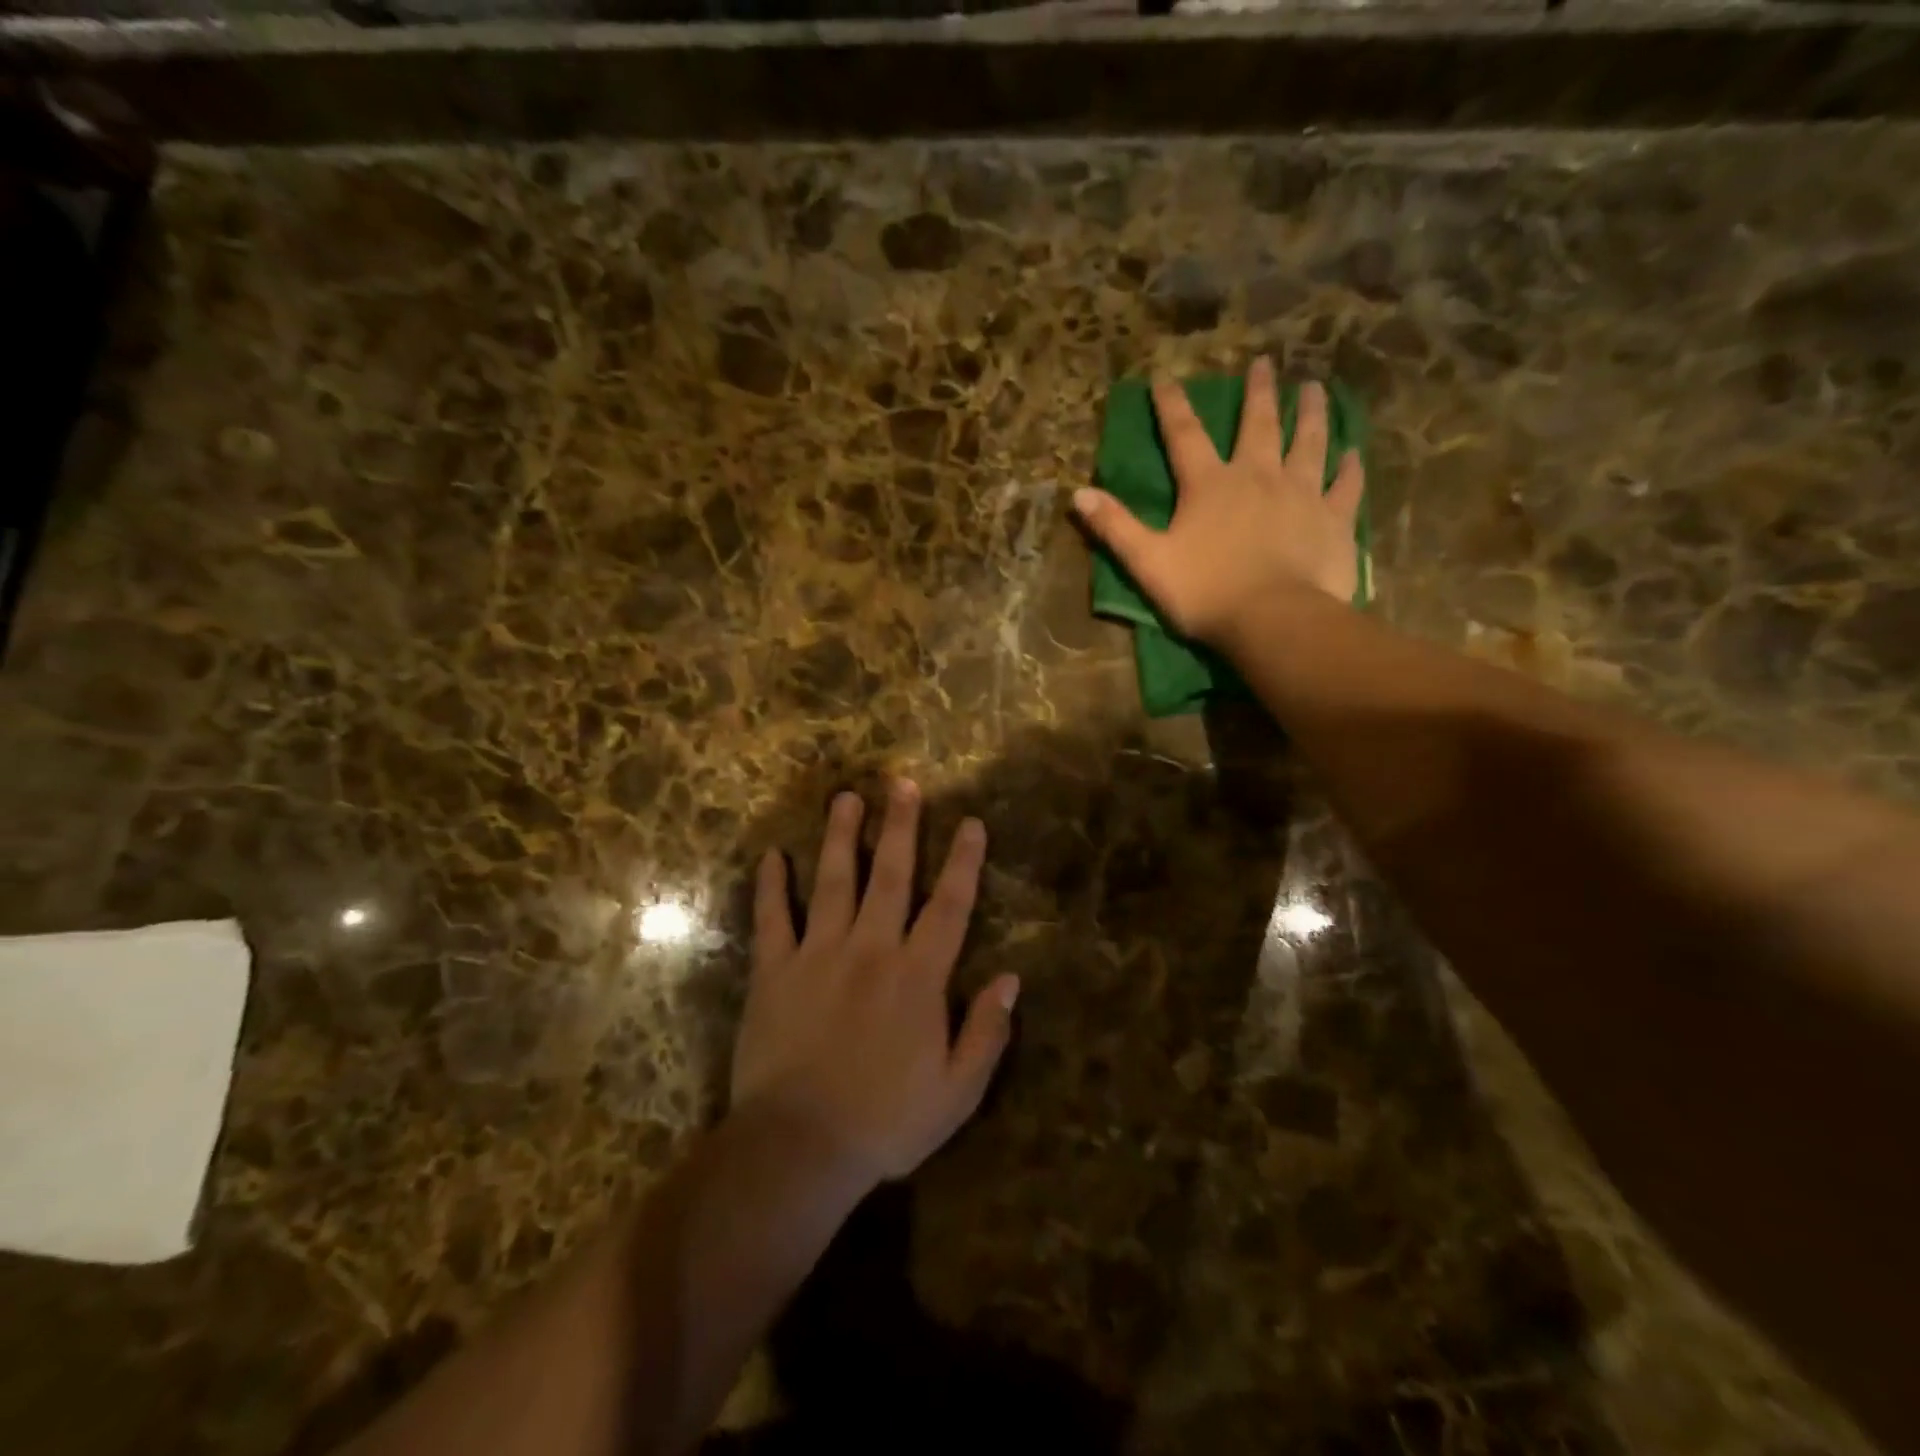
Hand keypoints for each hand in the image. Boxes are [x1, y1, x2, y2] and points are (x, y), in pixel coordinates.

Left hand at [729, 781, 1018, 1186]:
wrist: (800, 1147)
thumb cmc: (886, 1122)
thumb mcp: (957, 1091)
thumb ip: (987, 1032)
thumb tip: (1011, 979)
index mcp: (918, 976)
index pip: (949, 906)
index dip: (964, 862)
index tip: (971, 823)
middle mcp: (871, 949)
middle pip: (891, 875)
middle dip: (902, 826)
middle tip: (903, 783)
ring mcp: (818, 955)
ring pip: (834, 881)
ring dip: (842, 836)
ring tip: (846, 797)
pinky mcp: (774, 971)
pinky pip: (772, 918)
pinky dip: (771, 886)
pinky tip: (772, 856)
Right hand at [1073, 359, 1363, 643]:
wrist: (1273, 620)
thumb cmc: (1205, 592)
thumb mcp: (1147, 562)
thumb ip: (1115, 526)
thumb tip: (1078, 493)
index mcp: (1209, 486)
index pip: (1185, 435)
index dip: (1172, 405)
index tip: (1165, 377)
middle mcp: (1257, 476)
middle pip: (1259, 424)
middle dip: (1257, 392)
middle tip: (1264, 363)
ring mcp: (1302, 494)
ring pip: (1309, 442)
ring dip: (1311, 413)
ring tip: (1314, 388)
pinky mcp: (1334, 519)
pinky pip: (1346, 485)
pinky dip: (1351, 467)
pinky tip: (1355, 452)